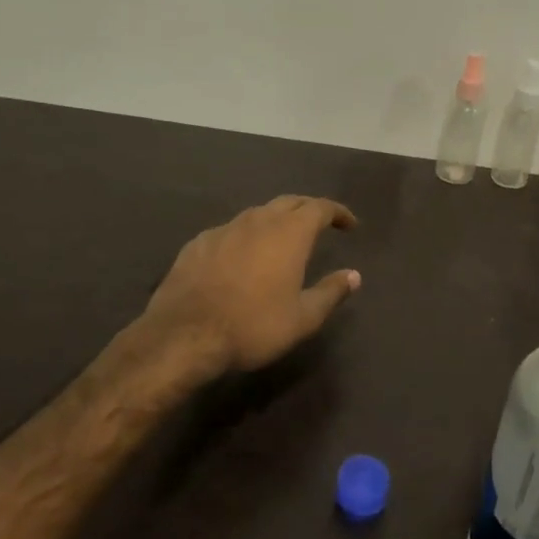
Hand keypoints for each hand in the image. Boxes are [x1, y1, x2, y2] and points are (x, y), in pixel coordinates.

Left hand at [143, 195, 361, 376]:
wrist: (184, 336)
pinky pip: (230, 231)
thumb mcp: (303, 318)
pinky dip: (246, 236)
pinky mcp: (197, 244)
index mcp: (289, 234)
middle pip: (289, 202)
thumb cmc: (254, 326)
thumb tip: (354, 275)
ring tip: (283, 239)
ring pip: (257, 214)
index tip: (350, 225)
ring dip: (276, 220)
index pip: (320, 208)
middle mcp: (257, 221)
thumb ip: (331, 292)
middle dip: (308, 209)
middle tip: (321, 225)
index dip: (338, 213)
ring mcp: (223, 230)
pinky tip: (242, 256)